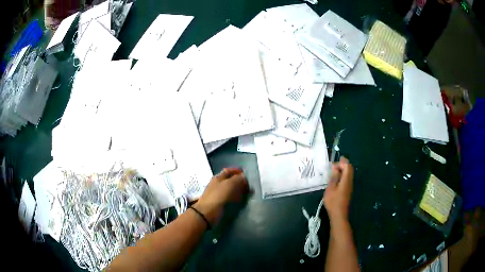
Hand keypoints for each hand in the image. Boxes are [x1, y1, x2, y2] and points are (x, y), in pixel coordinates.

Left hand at [193, 168, 248, 223]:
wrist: (208, 212)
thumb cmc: (219, 196)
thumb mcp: (229, 184)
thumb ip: (238, 179)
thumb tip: (243, 176)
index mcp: (218, 177)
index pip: (229, 171)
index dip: (237, 171)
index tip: (246, 174)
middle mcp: (218, 184)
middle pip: (230, 180)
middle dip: (240, 181)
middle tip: (250, 185)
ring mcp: (219, 194)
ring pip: (231, 189)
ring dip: (239, 190)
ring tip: (248, 193)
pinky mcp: (220, 202)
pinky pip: (231, 197)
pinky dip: (237, 198)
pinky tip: (242, 200)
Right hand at [323, 157, 353, 223]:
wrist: (339, 214)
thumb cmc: (333, 202)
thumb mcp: (330, 188)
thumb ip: (334, 177)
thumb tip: (335, 168)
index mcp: (346, 180)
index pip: (347, 166)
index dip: (341, 163)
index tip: (333, 164)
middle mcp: (350, 181)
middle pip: (349, 169)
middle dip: (342, 166)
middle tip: (332, 167)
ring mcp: (350, 186)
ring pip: (348, 174)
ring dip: (341, 171)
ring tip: (332, 173)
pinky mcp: (348, 190)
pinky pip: (346, 179)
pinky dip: (342, 177)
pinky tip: (335, 181)